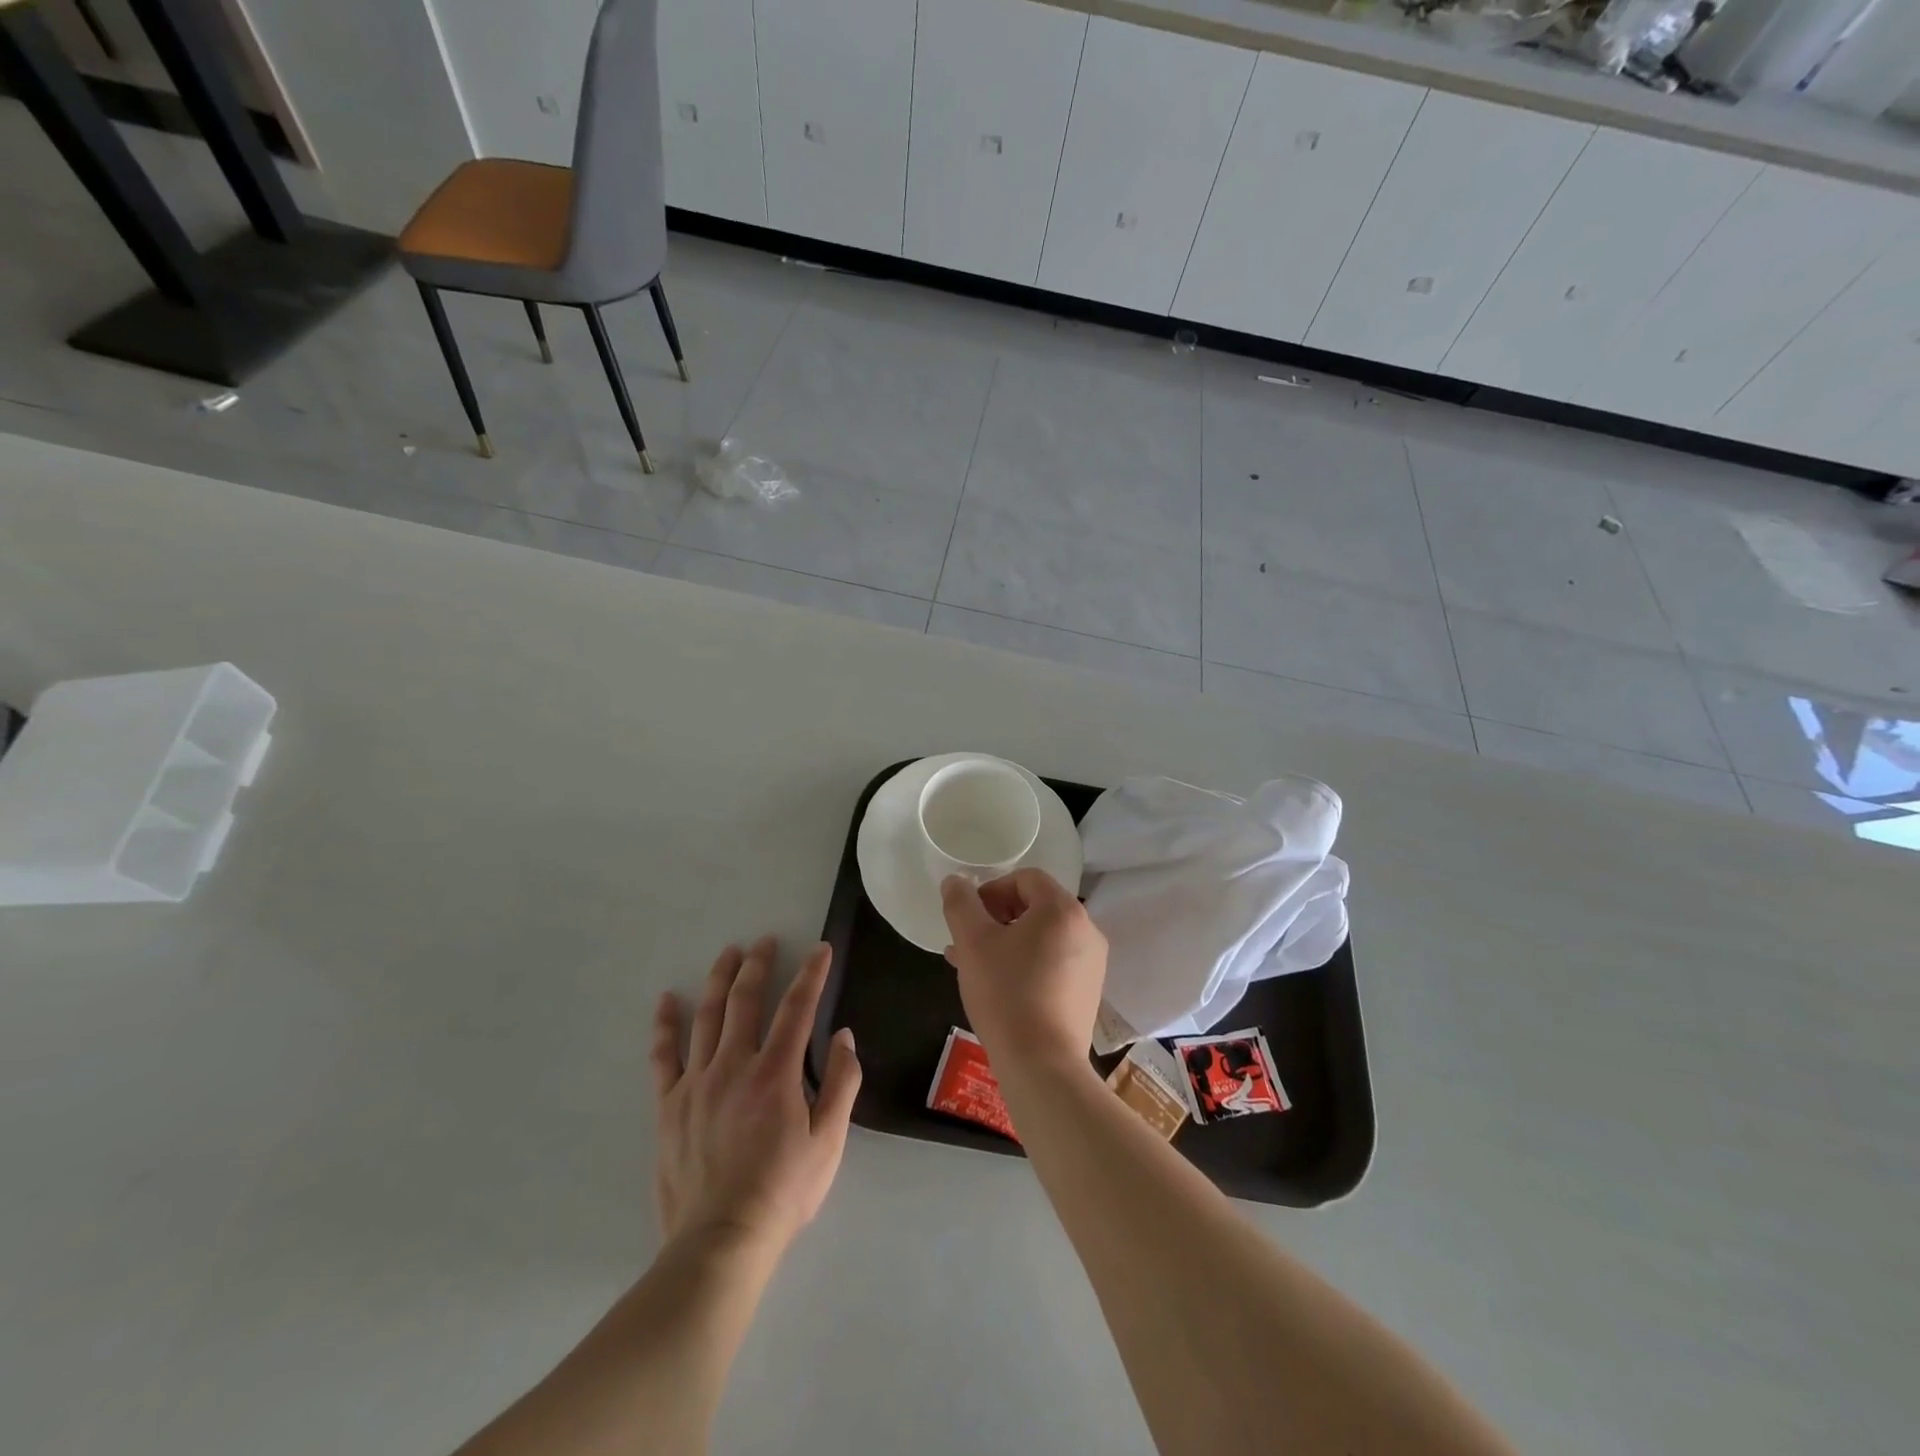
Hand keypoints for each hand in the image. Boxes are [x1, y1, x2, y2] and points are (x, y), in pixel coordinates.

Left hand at [652, 938, 860, 1254]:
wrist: (720, 1242)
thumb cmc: (783, 1192)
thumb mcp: (829, 1142)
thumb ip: (842, 1084)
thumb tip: (844, 1036)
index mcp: (776, 1073)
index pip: (797, 1008)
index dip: (811, 974)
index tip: (819, 950)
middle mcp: (734, 1066)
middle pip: (746, 1000)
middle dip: (758, 965)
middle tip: (764, 941)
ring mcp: (696, 1083)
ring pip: (707, 1017)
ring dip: (720, 980)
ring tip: (728, 953)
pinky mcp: (668, 1106)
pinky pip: (663, 1056)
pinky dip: (665, 1025)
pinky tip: (668, 1000)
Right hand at [940, 869, 1108, 1072]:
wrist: (1042, 1065)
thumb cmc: (1006, 994)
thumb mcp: (973, 942)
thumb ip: (961, 904)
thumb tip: (954, 882)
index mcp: (1063, 909)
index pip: (1026, 879)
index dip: (992, 890)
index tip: (969, 917)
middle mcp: (1086, 929)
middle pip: (1036, 906)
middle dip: (997, 918)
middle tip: (968, 941)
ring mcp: (1091, 962)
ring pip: (1042, 936)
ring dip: (1007, 941)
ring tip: (974, 965)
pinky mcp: (1087, 991)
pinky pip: (1053, 961)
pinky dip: (1026, 963)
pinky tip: (997, 985)